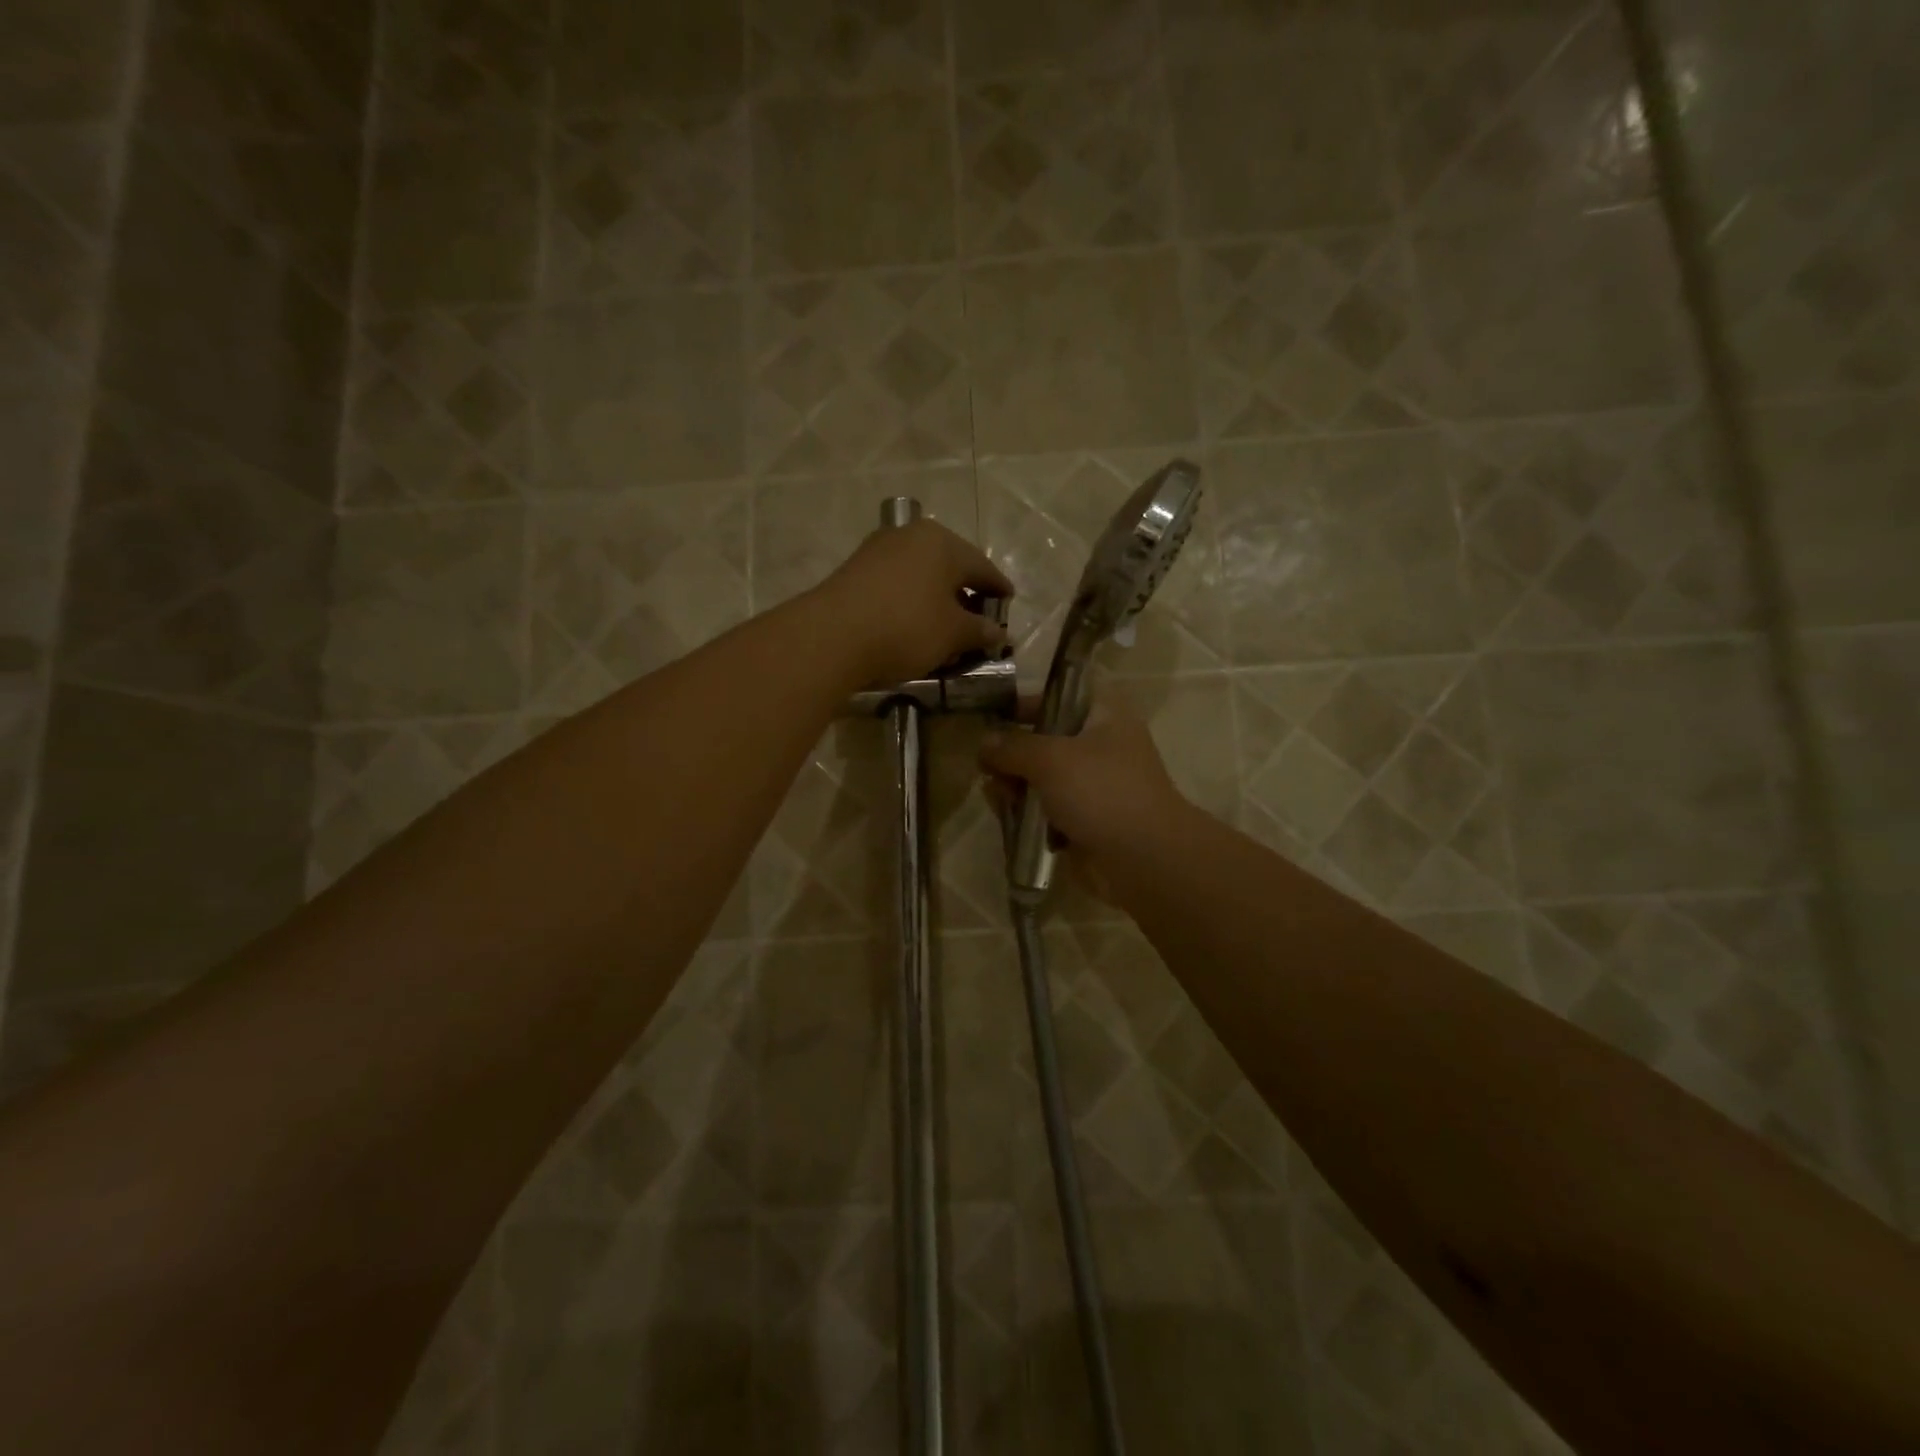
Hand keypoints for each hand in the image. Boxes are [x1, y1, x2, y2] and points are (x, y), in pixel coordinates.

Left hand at [813, 520, 1013, 685]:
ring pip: (922, 575)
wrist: (831, 637)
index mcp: (943, 542)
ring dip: (937, 599)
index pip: (983, 567)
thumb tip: (998, 633)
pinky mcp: (856, 570)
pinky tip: (914, 624)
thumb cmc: (906, 628)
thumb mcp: (953, 634)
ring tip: (946, 627)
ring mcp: (879, 550)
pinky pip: (897, 583)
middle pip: (951, 566)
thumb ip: (980, 631)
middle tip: (978, 621)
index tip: (1008, 607)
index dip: (999, 590)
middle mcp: (911, 536)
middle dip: (967, 595)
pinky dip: (912, 601)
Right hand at [980, 698, 1190, 878]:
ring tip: (998, 798)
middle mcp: (1099, 745)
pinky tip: (1009, 819)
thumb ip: (1012, 747)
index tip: (993, 714)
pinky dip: (1027, 812)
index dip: (1027, 700)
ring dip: (1015, 786)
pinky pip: (1045, 808)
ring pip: (1040, 776)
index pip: (1061, 693)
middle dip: (1012, 753)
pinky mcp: (1083, 819)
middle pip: (1044, 738)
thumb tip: (984, 743)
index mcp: (1104, 715)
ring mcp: (1092, 785)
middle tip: (988, 767)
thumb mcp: (1050, 759)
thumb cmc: (1101, 792)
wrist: (1143, 858)